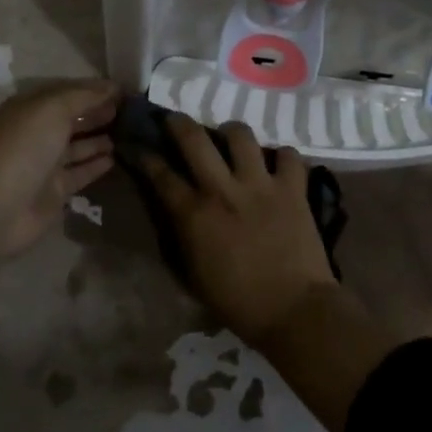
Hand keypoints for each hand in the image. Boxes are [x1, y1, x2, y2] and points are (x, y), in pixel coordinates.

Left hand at [0, 81, 118, 314]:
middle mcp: (37, 132)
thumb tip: (113, 87)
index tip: (126, 91)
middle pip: (73, 118)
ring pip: (78, 146)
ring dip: (100, 138)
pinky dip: (97, 165)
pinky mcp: (55, 191)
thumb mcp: (52, 109)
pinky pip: (81, 172)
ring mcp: (45, 163)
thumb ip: (84, 96)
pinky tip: (116, 158)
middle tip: (132, 112)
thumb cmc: (22, 148)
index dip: (95, 90)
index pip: (68, 92)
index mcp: (31, 108)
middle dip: (99, 113)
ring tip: (130, 133)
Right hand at [134, 115, 337, 349]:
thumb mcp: (193, 273)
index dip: (145, 156)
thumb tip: (177, 212)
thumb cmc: (238, 302)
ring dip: (231, 133)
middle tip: (176, 121)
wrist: (293, 311)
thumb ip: (182, 235)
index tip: (138, 146)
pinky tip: (277, 165)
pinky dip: (282, 157)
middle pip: (194, 139)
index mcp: (194, 214)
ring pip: (241, 135)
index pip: (160, 174)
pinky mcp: (293, 188)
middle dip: (179, 123)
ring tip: (231, 139)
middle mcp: (223, 189)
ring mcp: (260, 184)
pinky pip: (289, 155)